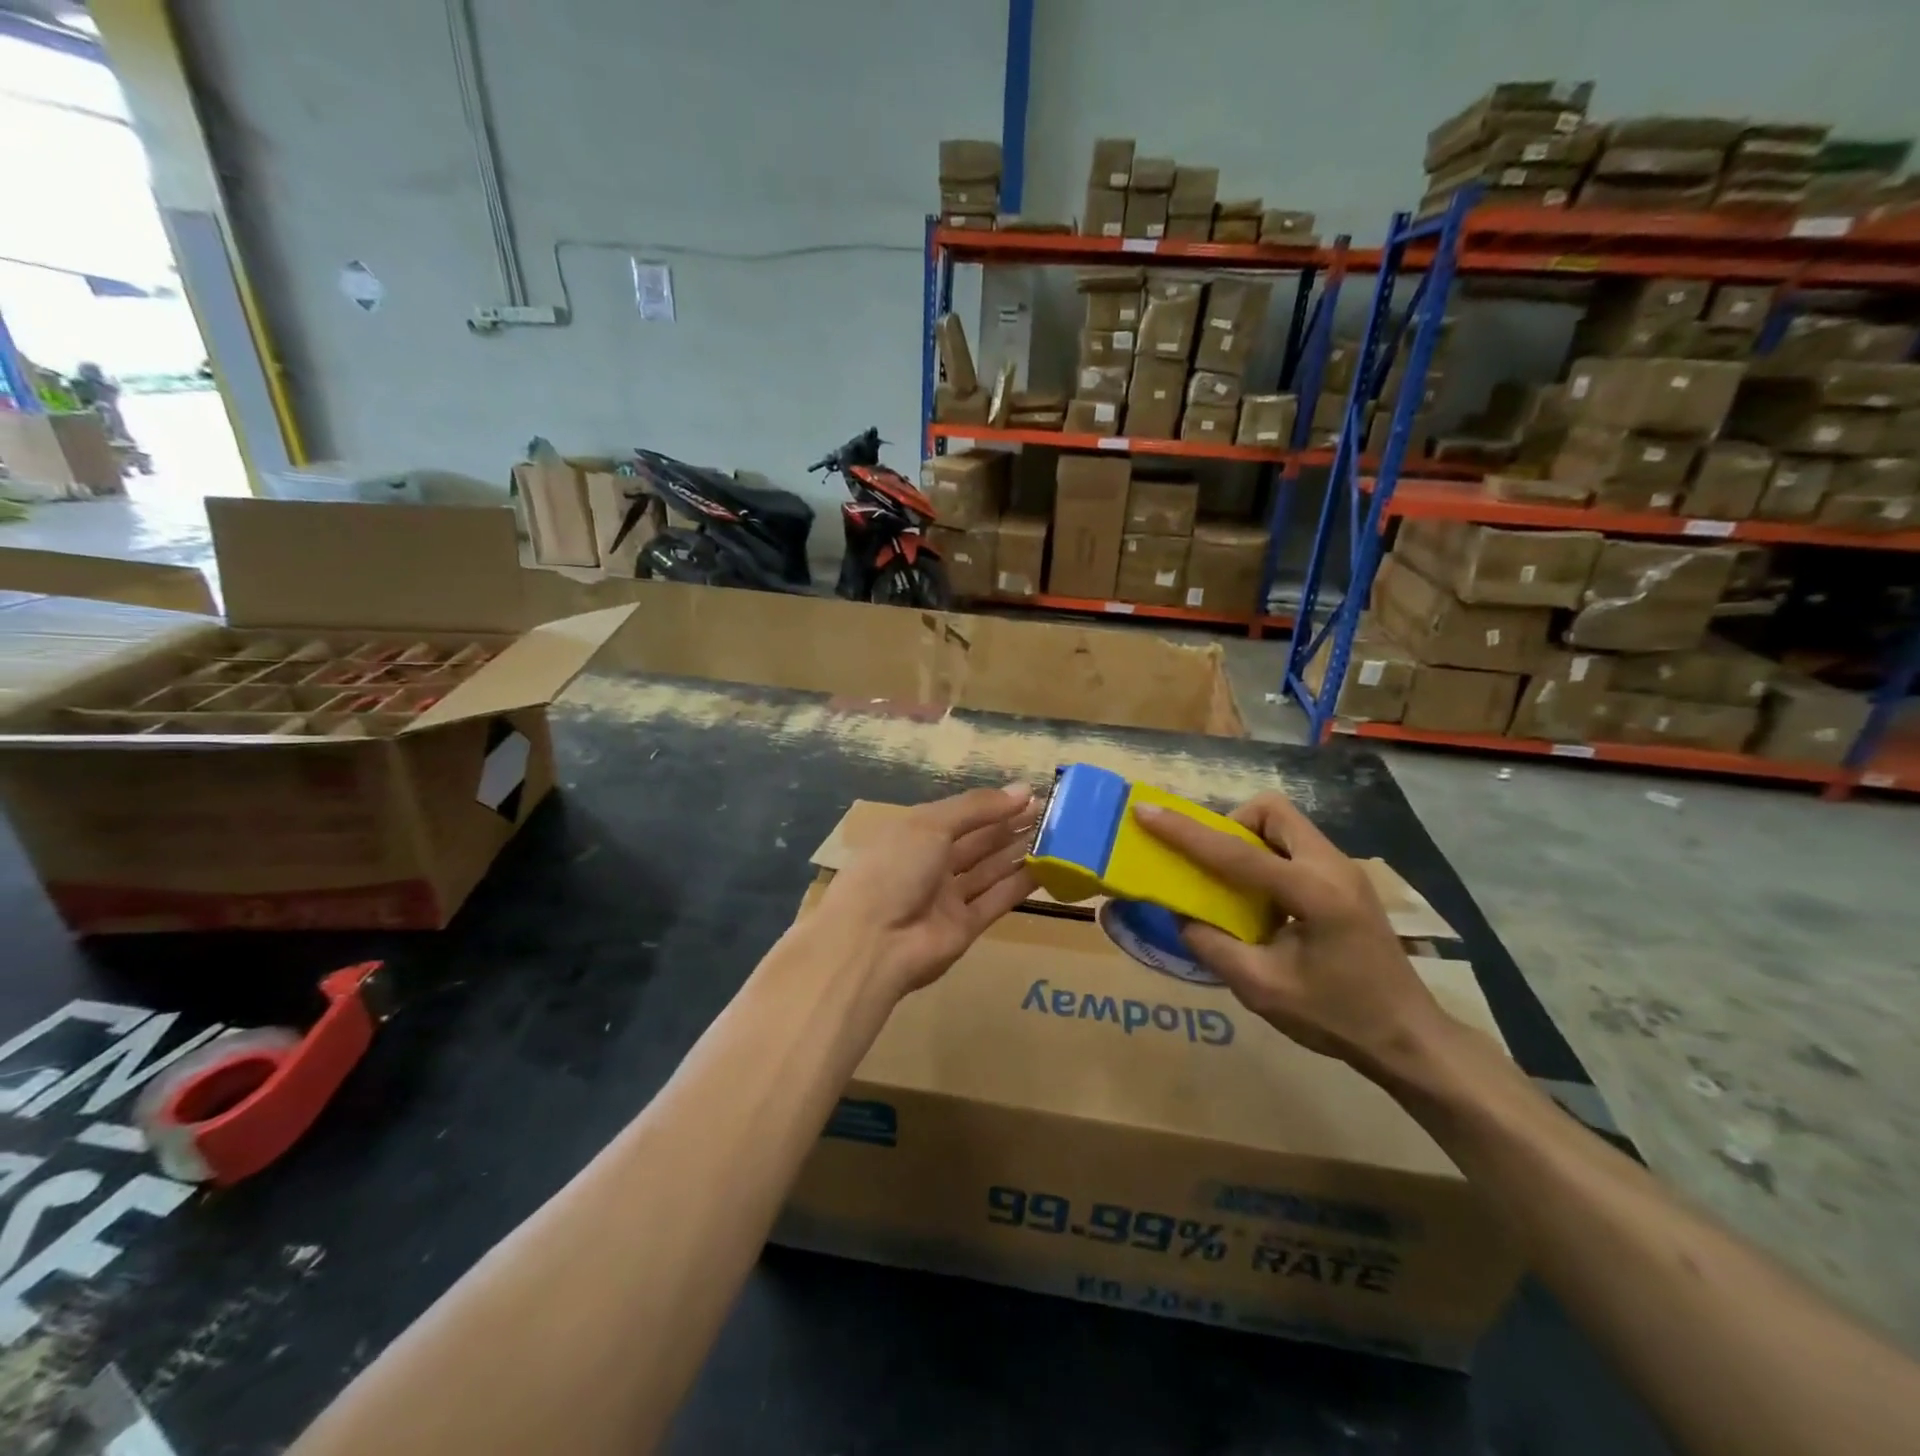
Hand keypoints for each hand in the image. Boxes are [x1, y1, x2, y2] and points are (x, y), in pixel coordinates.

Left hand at [814, 784, 1038, 997]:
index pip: (961, 815)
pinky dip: (1021, 883)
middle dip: (1012, 825)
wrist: (871, 943)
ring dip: (1020, 851)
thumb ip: (977, 808)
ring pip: (991, 869)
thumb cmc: (894, 869)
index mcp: (915, 834)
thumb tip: (1023, 790)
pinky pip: (997, 899)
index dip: (994, 805)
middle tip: (1053, 813)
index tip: (1031, 794)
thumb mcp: (930, 824)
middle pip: (979, 841)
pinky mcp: (966, 927)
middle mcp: (932, 863)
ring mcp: (948, 897)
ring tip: (1058, 834)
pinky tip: (1048, 867)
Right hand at [1133, 793, 1443, 1076]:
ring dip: (1249, 839)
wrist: (1409, 1038)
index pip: (1235, 852)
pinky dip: (1267, 856)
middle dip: (1230, 824)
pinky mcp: (1346, 880)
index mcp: (1313, 893)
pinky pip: (1295, 846)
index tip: (1145, 811)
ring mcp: (1344, 870)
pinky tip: (1262, 900)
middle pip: (1271, 811)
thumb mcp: (1261, 988)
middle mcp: (1332, 866)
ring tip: (1233, 884)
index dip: (1184, 832)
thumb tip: (1180, 912)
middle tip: (1210, 863)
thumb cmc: (1336, 1017)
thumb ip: (1211, 945)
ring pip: (1285, 824)